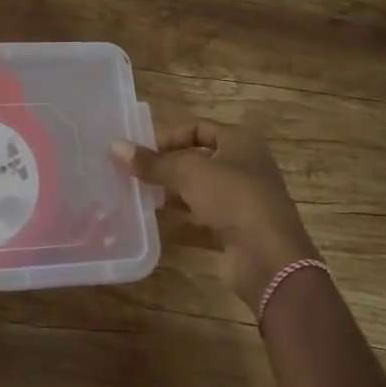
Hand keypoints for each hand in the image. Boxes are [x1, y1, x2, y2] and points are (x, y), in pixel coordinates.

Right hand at [112, 121, 316, 314]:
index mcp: (241, 142)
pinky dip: (182, 219)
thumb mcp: (189, 173)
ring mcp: (243, 201)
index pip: (199, 128)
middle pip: (199, 159)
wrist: (270, 258)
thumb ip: (153, 162)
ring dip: (173, 192)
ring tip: (139, 194)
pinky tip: (156, 221)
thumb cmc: (234, 198)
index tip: (140, 148)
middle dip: (168, 165)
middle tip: (135, 171)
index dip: (169, 135)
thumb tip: (116, 147)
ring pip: (200, 190)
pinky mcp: (237, 231)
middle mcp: (245, 167)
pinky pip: (203, 218)